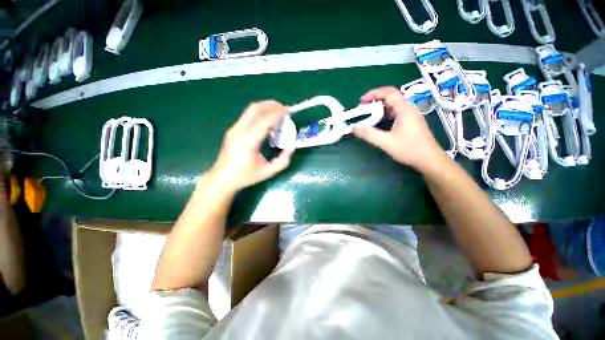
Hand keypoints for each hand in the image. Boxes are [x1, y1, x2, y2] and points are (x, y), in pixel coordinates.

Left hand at [207, 101, 293, 192]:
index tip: (288, 111)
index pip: (264, 122)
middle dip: (271, 105)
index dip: (277, 114)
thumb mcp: (268, 172)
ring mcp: (234, 129)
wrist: (222, 178)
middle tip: (284, 108)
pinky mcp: (233, 130)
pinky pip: (247, 115)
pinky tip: (268, 120)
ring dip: (265, 107)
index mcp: (248, 143)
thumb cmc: (245, 176)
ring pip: (250, 110)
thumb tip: (292, 147)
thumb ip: (283, 161)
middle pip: (255, 109)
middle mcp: (239, 132)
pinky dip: (260, 113)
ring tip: (278, 111)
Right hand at [352, 87, 445, 171]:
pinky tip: (379, 121)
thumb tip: (354, 128)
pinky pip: (396, 111)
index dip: (373, 93)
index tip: (361, 101)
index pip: (389, 92)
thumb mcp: (386, 142)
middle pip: (391, 96)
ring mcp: (411, 115)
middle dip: (375, 100)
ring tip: (368, 114)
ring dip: (379, 107)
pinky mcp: (411, 121)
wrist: (429, 159)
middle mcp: (408, 108)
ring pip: (393, 104)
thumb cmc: (409, 150)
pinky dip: (385, 113)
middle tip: (362, 108)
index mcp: (404, 109)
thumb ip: (369, 134)